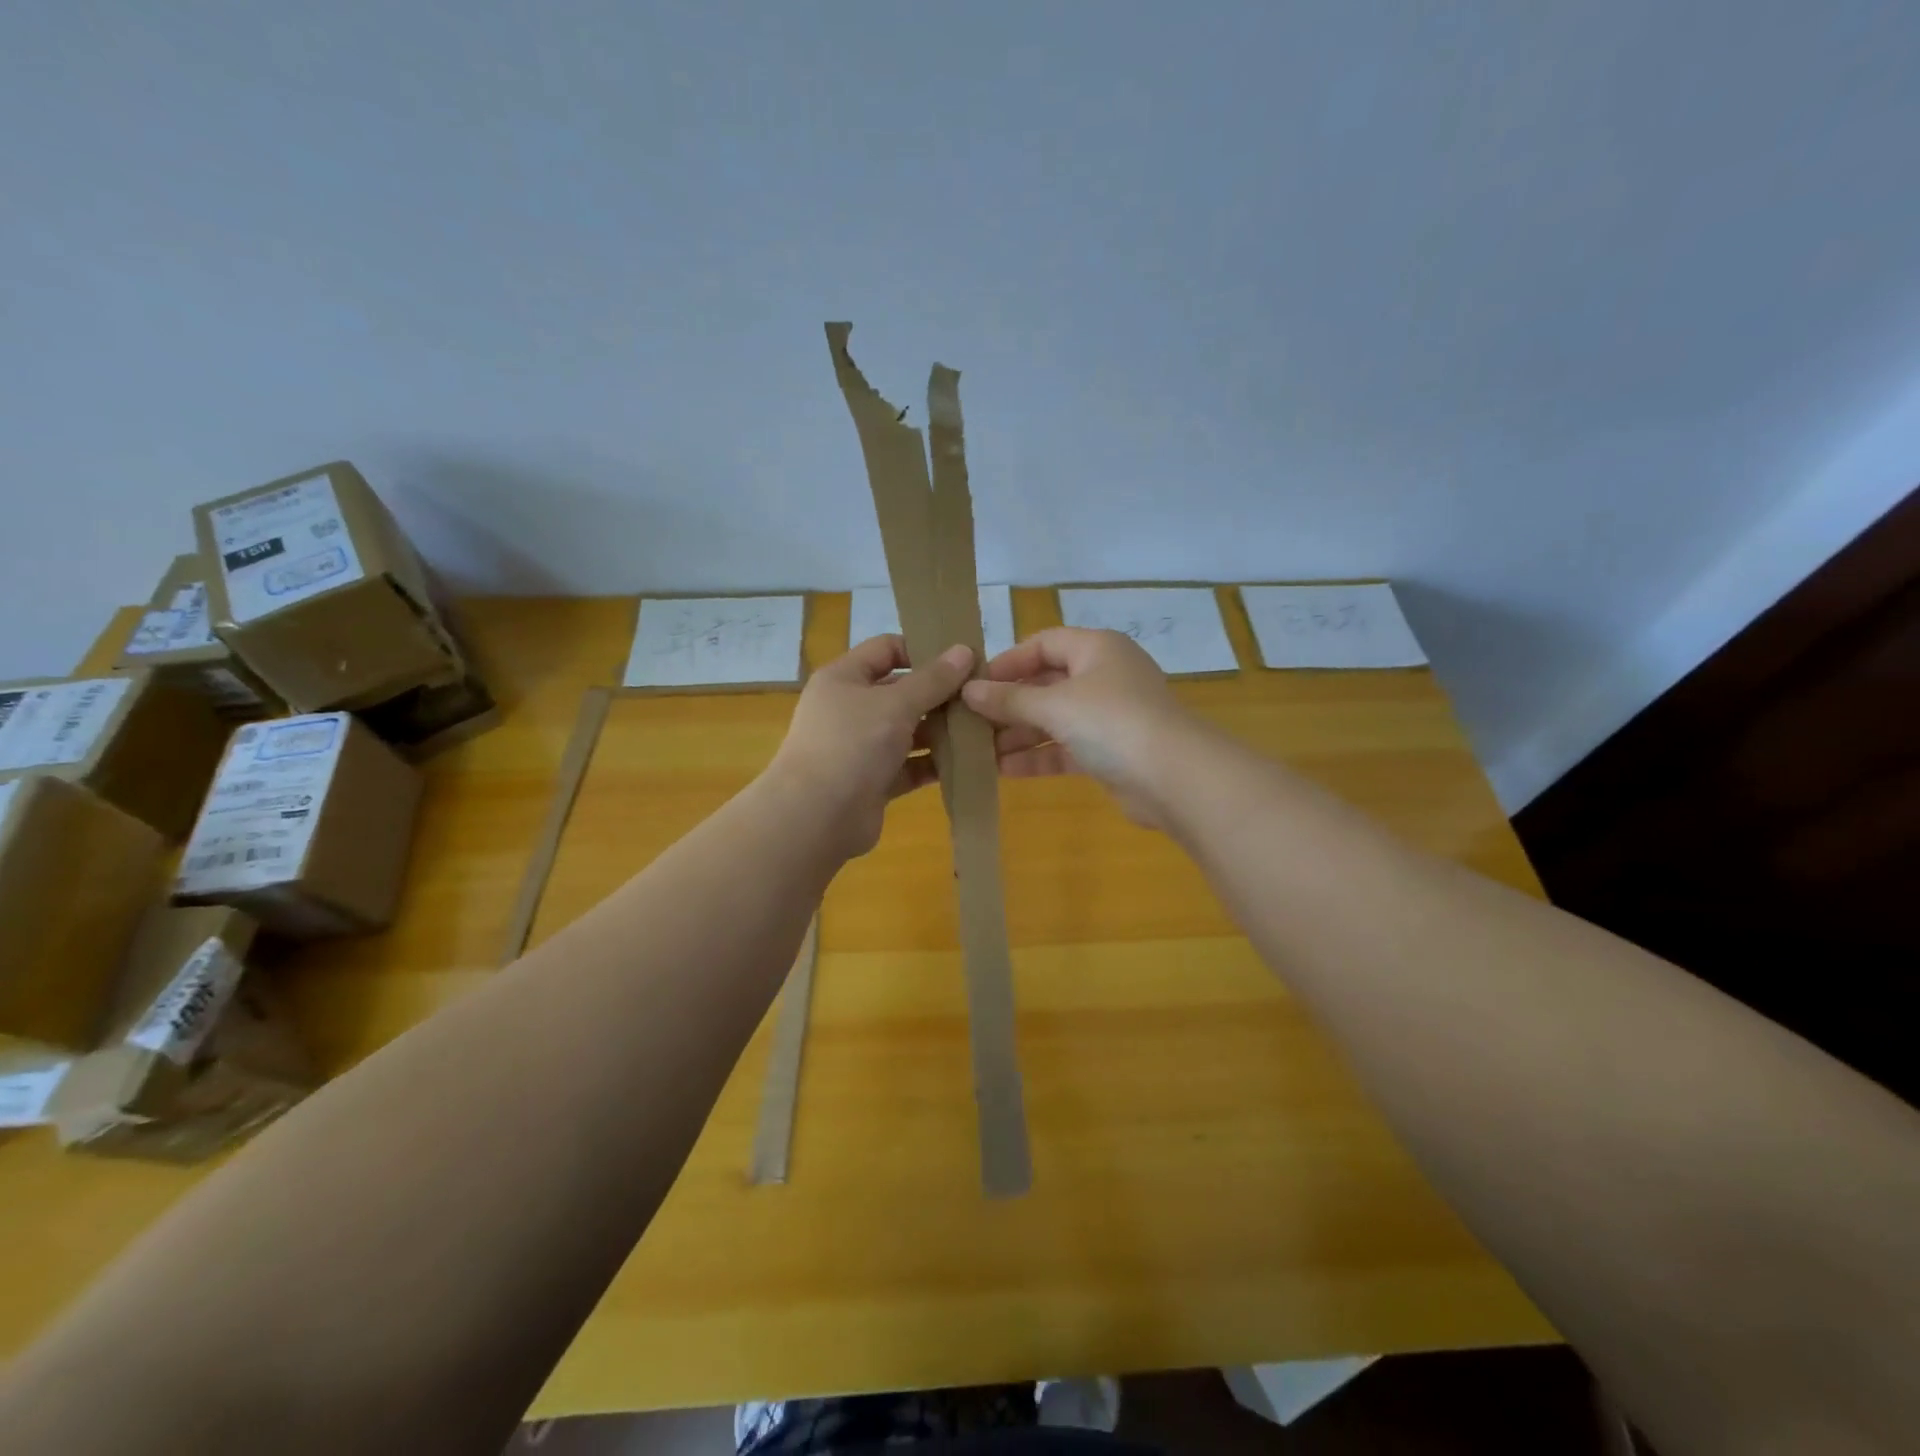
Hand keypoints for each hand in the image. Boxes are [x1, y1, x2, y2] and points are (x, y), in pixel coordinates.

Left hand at [766, 634, 972, 858]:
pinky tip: (969, 762)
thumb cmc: (852, 744)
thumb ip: (934, 679)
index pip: (886, 649)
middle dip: (940, 694)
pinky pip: (910, 765)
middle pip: (902, 691)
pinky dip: (934, 763)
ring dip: (942, 730)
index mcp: (845, 678)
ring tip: (983, 729)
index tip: (962, 661)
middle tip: (981, 697)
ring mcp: (861, 747)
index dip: (923, 649)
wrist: (816, 817)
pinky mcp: (874, 781)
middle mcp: (851, 708)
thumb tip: (964, 650)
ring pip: (909, 731)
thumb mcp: (896, 704)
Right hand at [961, 627, 1196, 829]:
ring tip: (978, 751)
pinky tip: (1002, 770)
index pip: (1044, 644)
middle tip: (969, 722)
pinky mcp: (1109, 752)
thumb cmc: (1112, 722)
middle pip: (1046, 683)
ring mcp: (1108, 716)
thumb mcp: (1055, 705)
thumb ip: (1010, 699)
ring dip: (1018, 734)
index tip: (974, 684)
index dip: (1008, 661)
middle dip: (1008, 704)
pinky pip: (1065, 748)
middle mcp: (1103, 677)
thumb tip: (968, 691)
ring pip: (1054, 719)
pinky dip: (1037, 756)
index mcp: (1097, 649)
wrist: (1174, 778)